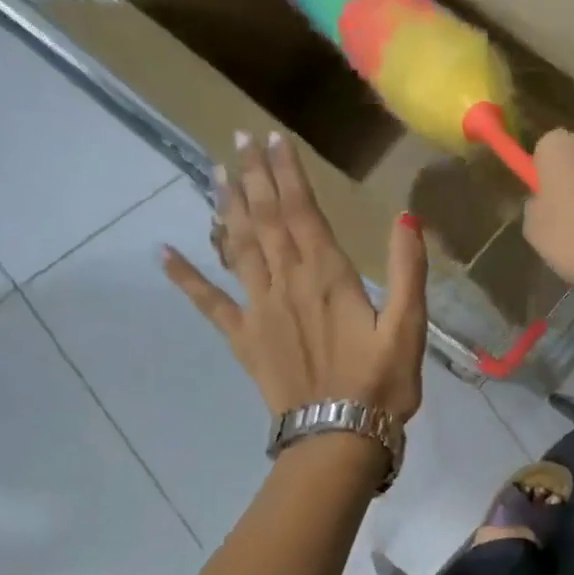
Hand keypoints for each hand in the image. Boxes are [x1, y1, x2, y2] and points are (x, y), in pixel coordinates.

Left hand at [163, 133, 427, 422]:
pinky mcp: (244, 338)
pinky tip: (163, 253)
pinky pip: (209, 303)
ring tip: (214, 173)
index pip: (301, 212)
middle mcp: (286, 283)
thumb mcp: (409, 327)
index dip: (287, 173)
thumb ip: (407, 271)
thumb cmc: (381, 383)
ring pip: (238, 248)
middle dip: (253, 176)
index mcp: (327, 277)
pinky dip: (185, 277)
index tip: (272, 137)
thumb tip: (407, 218)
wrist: (339, 437)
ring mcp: (259, 310)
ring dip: (226, 208)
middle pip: (265, 219)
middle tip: (238, 139)